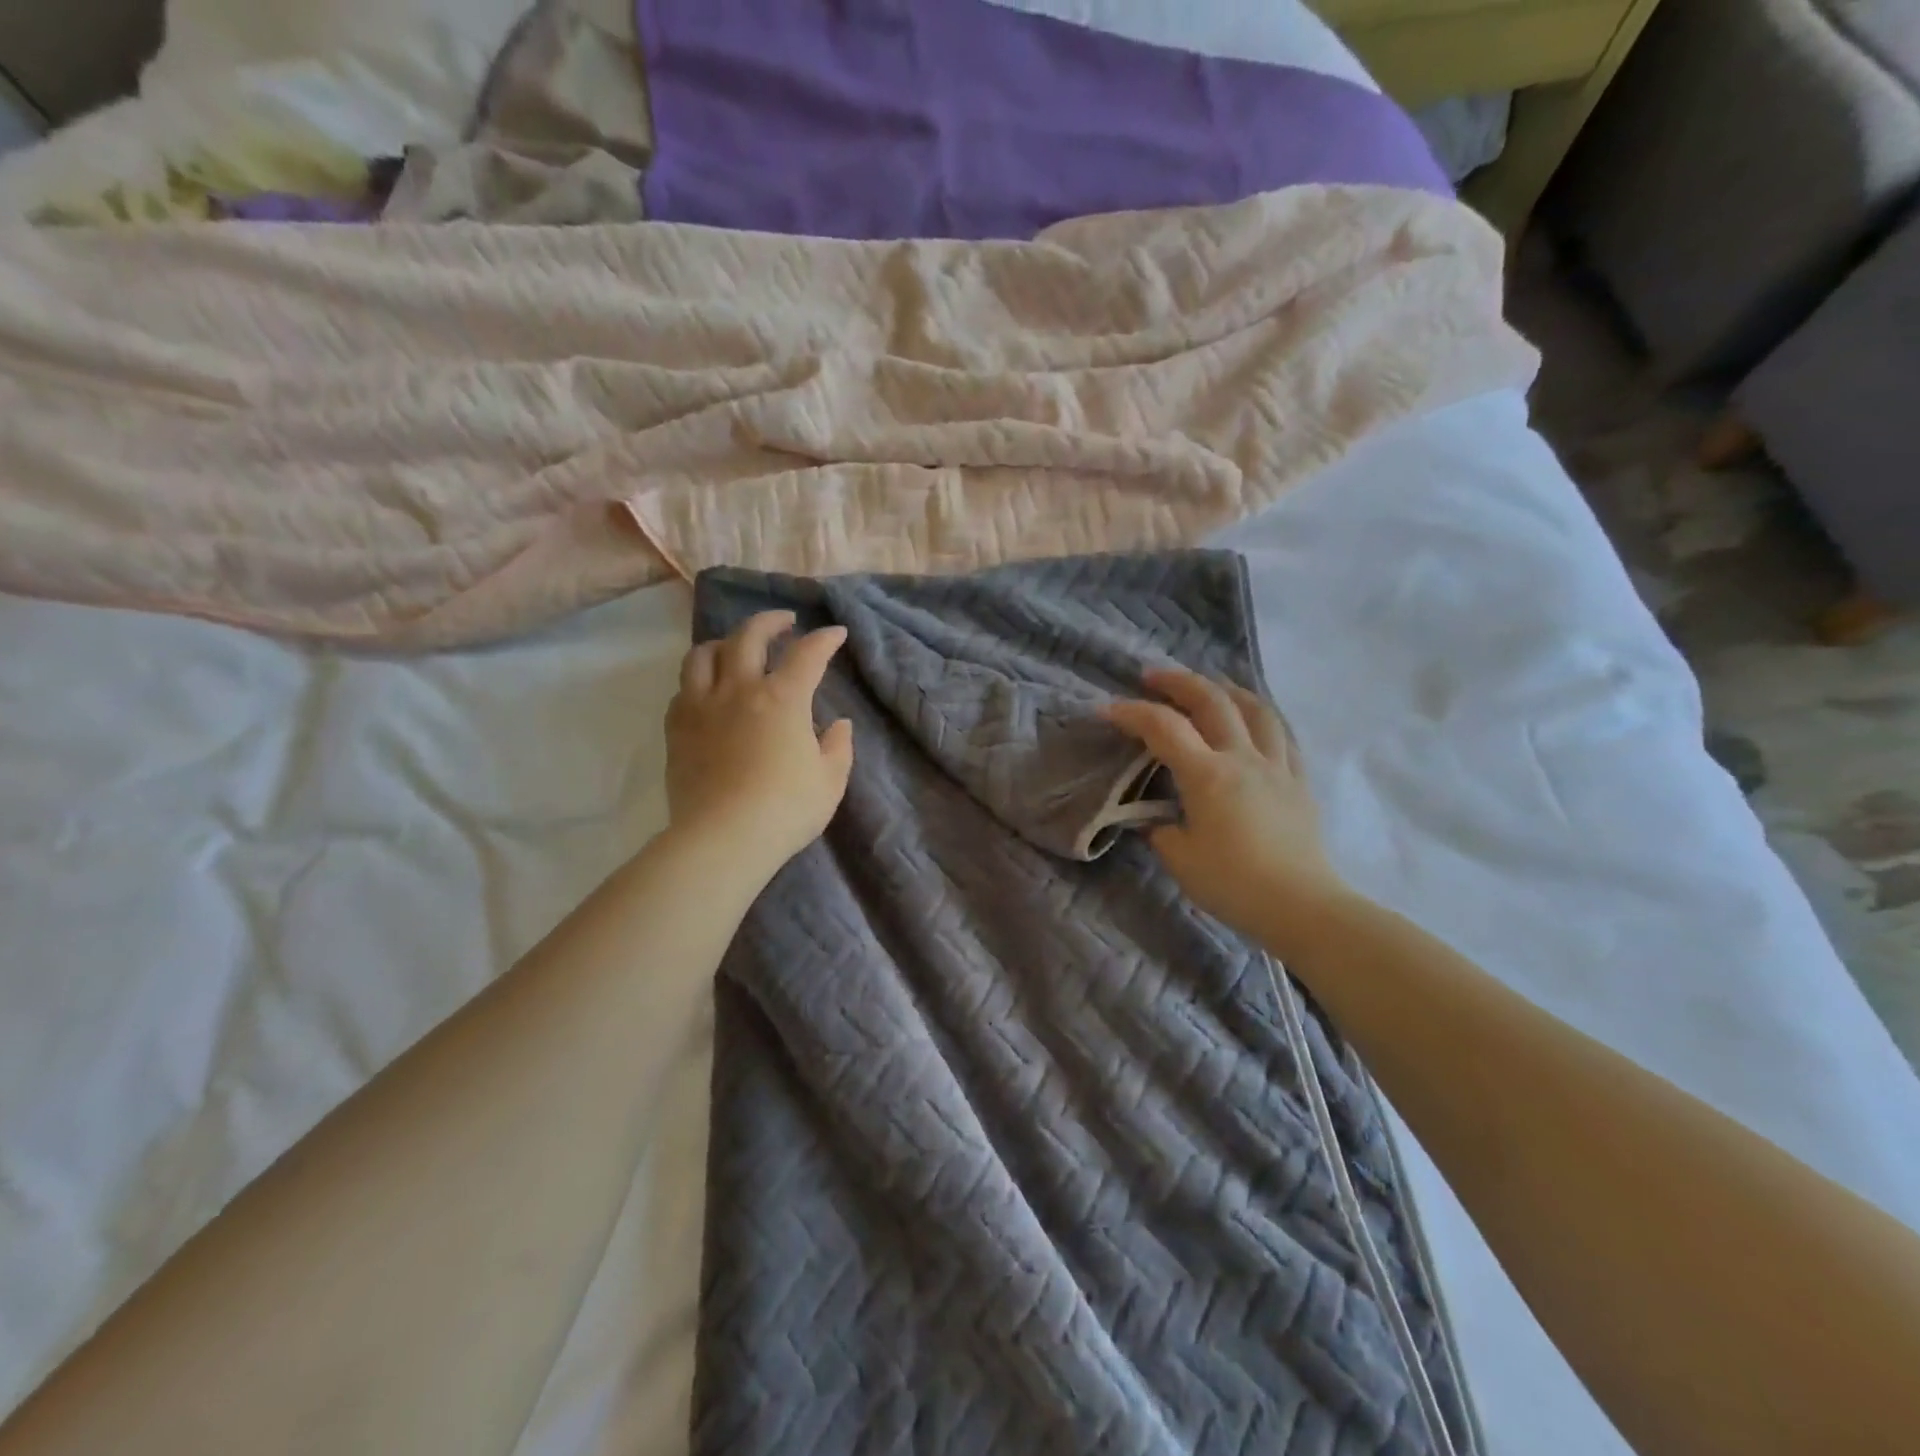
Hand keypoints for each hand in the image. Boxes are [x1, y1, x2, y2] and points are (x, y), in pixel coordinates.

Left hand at [666, 611, 853, 879]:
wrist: (723, 839)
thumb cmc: (786, 810)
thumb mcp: (830, 781)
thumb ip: (837, 747)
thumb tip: (837, 725)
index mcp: (783, 699)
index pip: (808, 654)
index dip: (825, 639)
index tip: (835, 634)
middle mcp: (740, 690)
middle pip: (749, 636)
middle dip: (771, 621)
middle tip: (784, 623)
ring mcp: (702, 706)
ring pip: (704, 653)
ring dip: (725, 642)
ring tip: (735, 648)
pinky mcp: (677, 728)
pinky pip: (683, 688)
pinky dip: (699, 679)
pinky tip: (708, 690)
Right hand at [1104, 669, 1349, 943]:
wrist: (1301, 906)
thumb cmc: (1233, 884)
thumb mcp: (1180, 859)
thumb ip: (1160, 829)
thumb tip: (1157, 819)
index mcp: (1208, 775)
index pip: (1163, 728)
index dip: (1132, 713)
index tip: (1106, 710)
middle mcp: (1243, 758)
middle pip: (1211, 701)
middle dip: (1177, 682)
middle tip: (1151, 677)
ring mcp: (1276, 765)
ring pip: (1254, 708)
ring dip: (1225, 689)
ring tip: (1208, 686)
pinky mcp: (1298, 780)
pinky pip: (1281, 734)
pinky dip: (1260, 716)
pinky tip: (1252, 720)